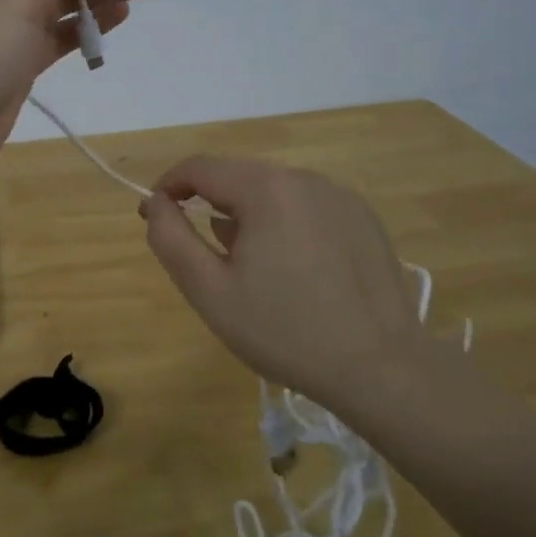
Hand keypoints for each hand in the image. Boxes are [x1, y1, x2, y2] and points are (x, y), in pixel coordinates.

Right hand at [141, 157, 421, 408]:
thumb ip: (171, 238)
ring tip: (254, 270)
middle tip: (205, 255)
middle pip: (238, 177)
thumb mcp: (209, 291)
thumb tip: (156, 202)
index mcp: (266, 189)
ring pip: (273, 191)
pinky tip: (297, 271)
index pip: (199, 167)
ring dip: (250, 215)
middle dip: (210, 205)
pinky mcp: (363, 218)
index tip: (154, 216)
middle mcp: (305, 178)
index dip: (168, 187)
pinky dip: (286, 224)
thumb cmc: (284, 331)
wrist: (382, 369)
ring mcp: (340, 196)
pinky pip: (307, 206)